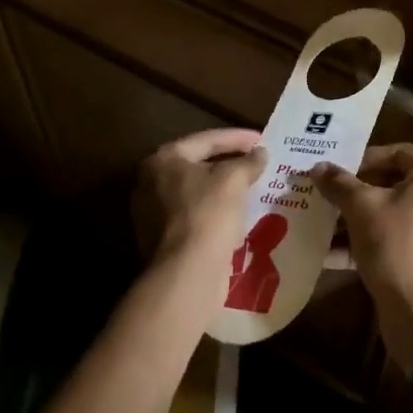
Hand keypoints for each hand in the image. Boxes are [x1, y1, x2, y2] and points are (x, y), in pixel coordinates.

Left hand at [133, 129, 265, 271]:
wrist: (187, 274)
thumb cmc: (208, 214)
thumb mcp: (235, 179)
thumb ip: (249, 161)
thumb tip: (259, 154)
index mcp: (163, 159)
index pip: (207, 140)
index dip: (239, 138)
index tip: (263, 140)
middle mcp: (149, 182)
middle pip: (198, 165)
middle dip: (229, 163)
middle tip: (256, 162)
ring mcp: (151, 214)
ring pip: (196, 193)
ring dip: (223, 190)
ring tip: (251, 187)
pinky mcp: (160, 241)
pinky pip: (194, 216)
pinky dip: (215, 212)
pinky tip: (237, 215)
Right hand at [314, 144, 412, 371]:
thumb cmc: (395, 244)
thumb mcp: (361, 208)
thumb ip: (339, 183)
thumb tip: (318, 167)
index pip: (397, 153)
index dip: (363, 159)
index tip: (336, 172)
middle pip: (394, 183)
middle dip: (356, 192)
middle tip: (327, 195)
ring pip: (393, 213)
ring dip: (358, 218)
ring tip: (324, 223)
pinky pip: (398, 238)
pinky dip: (369, 241)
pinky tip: (331, 253)